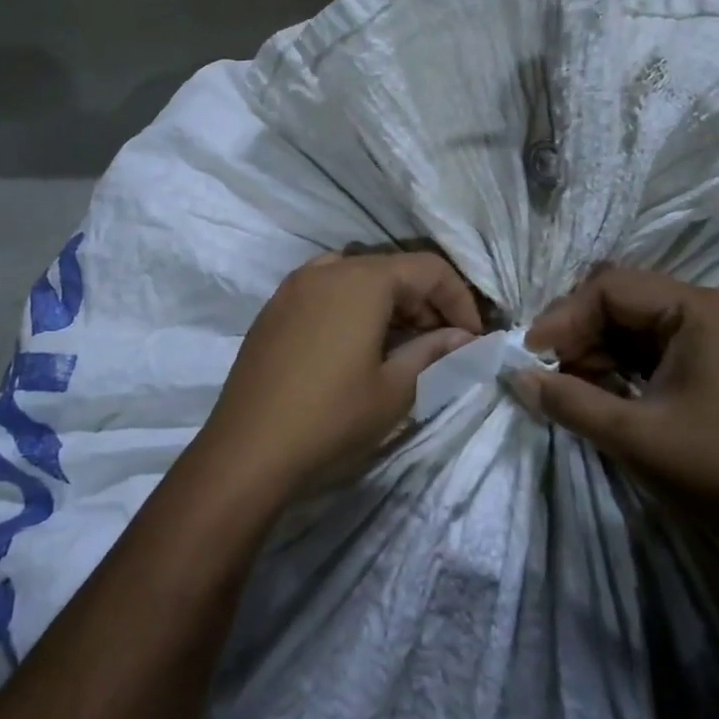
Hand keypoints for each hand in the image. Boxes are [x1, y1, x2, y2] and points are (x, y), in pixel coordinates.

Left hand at [197, 252, 484, 499]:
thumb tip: (465, 338)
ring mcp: (294, 287)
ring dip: (389, 303)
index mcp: (362, 280)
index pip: (428, 268)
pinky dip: (353, 307)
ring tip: (401, 344)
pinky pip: (326, 291)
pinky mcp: (273, 309)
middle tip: (442, 344)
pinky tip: (356, 345)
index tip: (472, 337)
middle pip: (391, 268)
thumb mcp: (395, 389)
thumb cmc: (332, 417)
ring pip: (357, 277)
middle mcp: (327, 269)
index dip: (459, 299)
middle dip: (425, 301)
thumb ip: (434, 353)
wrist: (247, 450)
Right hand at [518, 268, 718, 563]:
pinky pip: (659, 345)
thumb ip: (569, 400)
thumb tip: (517, 377)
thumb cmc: (717, 469)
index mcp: (697, 310)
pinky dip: (625, 363)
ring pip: (638, 323)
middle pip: (624, 298)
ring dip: (598, 348)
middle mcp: (711, 309)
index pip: (610, 288)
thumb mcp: (633, 436)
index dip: (563, 317)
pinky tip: (602, 390)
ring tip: (569, 383)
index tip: (531, 354)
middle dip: (578, 330)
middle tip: (546, 367)